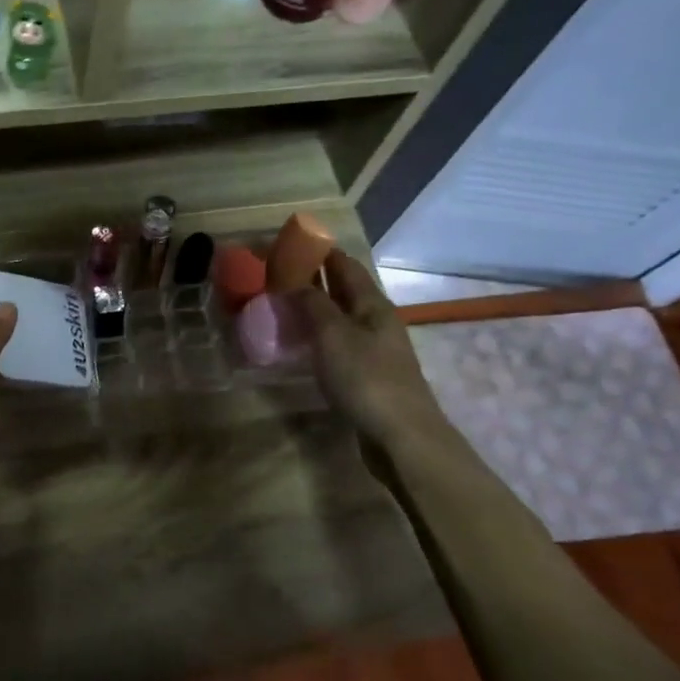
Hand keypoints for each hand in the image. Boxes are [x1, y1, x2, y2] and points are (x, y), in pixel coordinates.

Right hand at [296, 250, 444, 447]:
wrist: (401, 436)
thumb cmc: (366, 378)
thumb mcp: (332, 335)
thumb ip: (312, 304)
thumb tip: (294, 281)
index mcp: (372, 304)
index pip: (345, 265)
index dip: (320, 252)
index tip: (290, 244)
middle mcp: (376, 321)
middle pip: (345, 290)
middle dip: (315, 278)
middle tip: (278, 274)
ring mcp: (374, 350)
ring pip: (341, 318)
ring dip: (315, 308)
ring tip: (283, 305)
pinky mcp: (367, 376)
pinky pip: (339, 344)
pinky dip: (318, 336)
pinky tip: (301, 344)